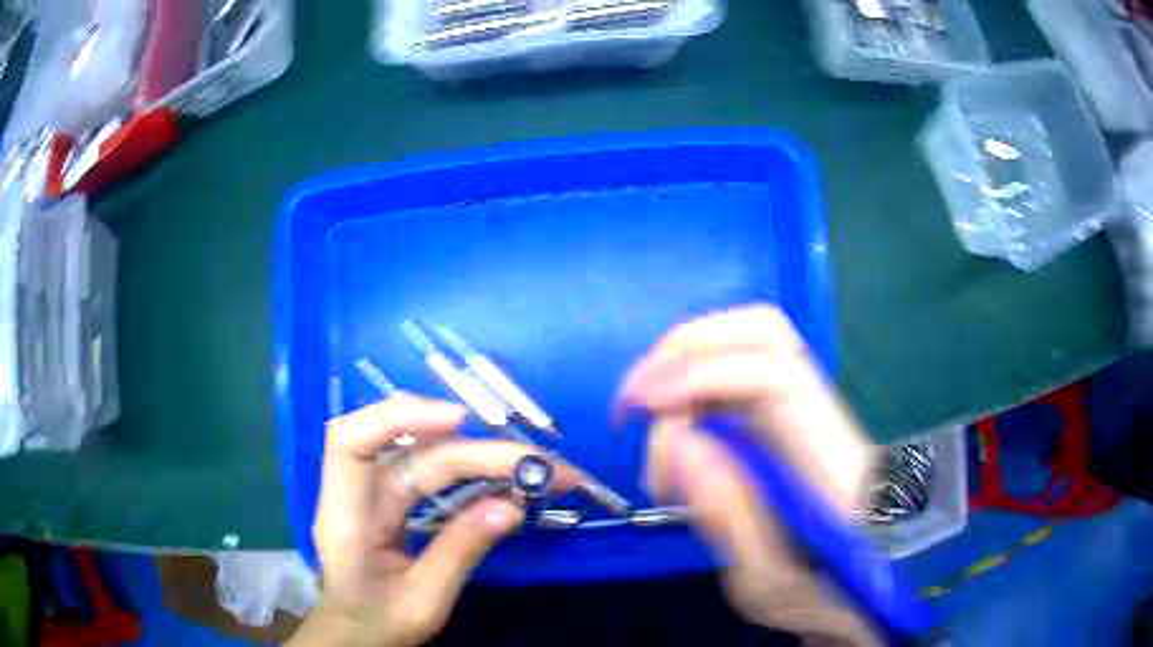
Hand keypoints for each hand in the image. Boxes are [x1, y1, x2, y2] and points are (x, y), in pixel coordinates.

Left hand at [289, 395, 578, 646]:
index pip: (351, 442)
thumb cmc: (379, 622)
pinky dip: (470, 465)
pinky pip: (429, 467)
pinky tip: (503, 473)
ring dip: (485, 454)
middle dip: (485, 453)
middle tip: (550, 469)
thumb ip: (459, 552)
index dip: (399, 419)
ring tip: (540, 467)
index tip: (461, 421)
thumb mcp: (423, 601)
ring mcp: (376, 492)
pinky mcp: (393, 497)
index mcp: (347, 519)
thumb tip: (513, 506)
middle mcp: (357, 493)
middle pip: (418, 451)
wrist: (356, 632)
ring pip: (428, 453)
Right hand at [617, 306, 879, 646]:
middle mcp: (823, 414)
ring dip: (687, 362)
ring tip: (649, 414)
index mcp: (832, 458)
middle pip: (765, 332)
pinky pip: (738, 370)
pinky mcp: (790, 413)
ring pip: (749, 341)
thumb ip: (730, 519)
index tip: (644, 407)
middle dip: (687, 350)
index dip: (703, 377)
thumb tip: (680, 444)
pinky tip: (676, 427)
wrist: (870, 579)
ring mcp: (808, 407)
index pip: (774, 378)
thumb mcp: (770, 583)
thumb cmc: (827, 591)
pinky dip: (695, 383)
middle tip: (637, 400)